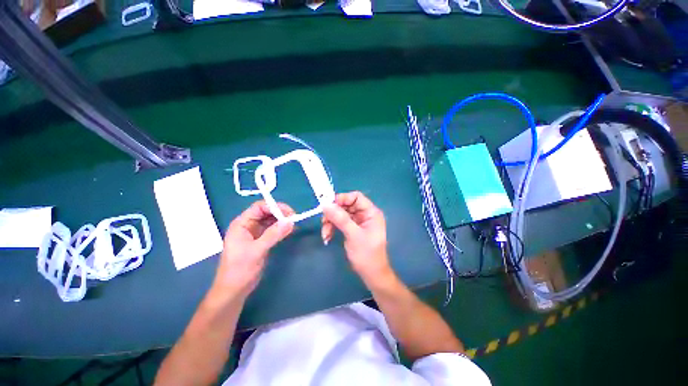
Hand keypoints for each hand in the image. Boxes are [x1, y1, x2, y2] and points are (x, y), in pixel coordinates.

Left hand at [212, 201, 293, 298]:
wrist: (234, 290)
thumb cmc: (240, 269)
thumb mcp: (257, 251)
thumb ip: (273, 235)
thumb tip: (290, 222)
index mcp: (242, 224)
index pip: (259, 207)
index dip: (274, 207)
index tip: (289, 213)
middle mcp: (248, 225)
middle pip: (266, 212)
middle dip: (280, 213)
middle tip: (294, 219)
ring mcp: (254, 233)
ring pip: (270, 220)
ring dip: (281, 221)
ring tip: (293, 224)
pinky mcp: (261, 240)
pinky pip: (272, 229)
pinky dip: (281, 228)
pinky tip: (289, 230)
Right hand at [322, 192, 391, 282]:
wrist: (371, 275)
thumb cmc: (366, 255)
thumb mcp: (353, 235)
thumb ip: (340, 218)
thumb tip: (325, 204)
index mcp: (371, 212)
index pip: (356, 197)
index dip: (342, 198)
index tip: (328, 206)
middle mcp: (365, 214)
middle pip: (346, 205)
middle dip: (333, 213)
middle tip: (323, 222)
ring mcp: (358, 222)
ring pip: (341, 214)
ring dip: (330, 222)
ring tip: (325, 234)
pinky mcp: (352, 229)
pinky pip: (340, 222)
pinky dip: (332, 227)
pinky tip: (327, 237)